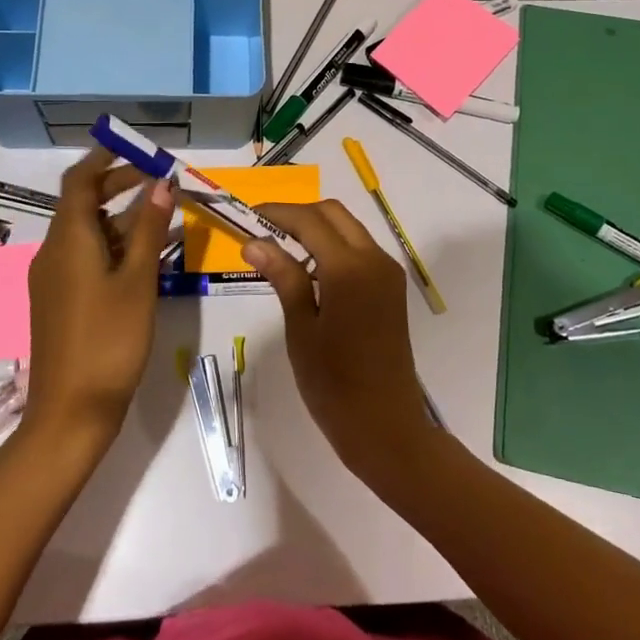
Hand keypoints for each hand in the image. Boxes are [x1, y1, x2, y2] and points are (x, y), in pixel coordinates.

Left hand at [21, 148, 173, 455]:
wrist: (70, 415)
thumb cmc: (108, 342)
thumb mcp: (137, 281)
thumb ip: (149, 229)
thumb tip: (162, 182)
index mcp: (68, 240)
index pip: (79, 181)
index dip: (104, 159)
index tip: (135, 147)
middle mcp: (54, 252)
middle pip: (84, 204)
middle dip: (120, 186)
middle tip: (161, 180)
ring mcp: (54, 279)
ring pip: (89, 233)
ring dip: (123, 219)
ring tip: (166, 214)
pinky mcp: (60, 301)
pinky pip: (88, 258)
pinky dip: (116, 247)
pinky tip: (149, 256)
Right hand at [243, 201, 436, 486]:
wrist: (386, 427)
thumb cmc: (334, 384)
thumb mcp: (301, 328)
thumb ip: (283, 277)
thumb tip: (254, 242)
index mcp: (349, 268)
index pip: (309, 220)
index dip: (277, 213)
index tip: (248, 216)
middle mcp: (374, 259)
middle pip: (333, 214)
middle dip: (298, 214)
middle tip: (263, 230)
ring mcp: (387, 272)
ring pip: (348, 228)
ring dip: (316, 228)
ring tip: (280, 248)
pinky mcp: (391, 288)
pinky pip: (359, 250)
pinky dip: (333, 246)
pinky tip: (309, 270)